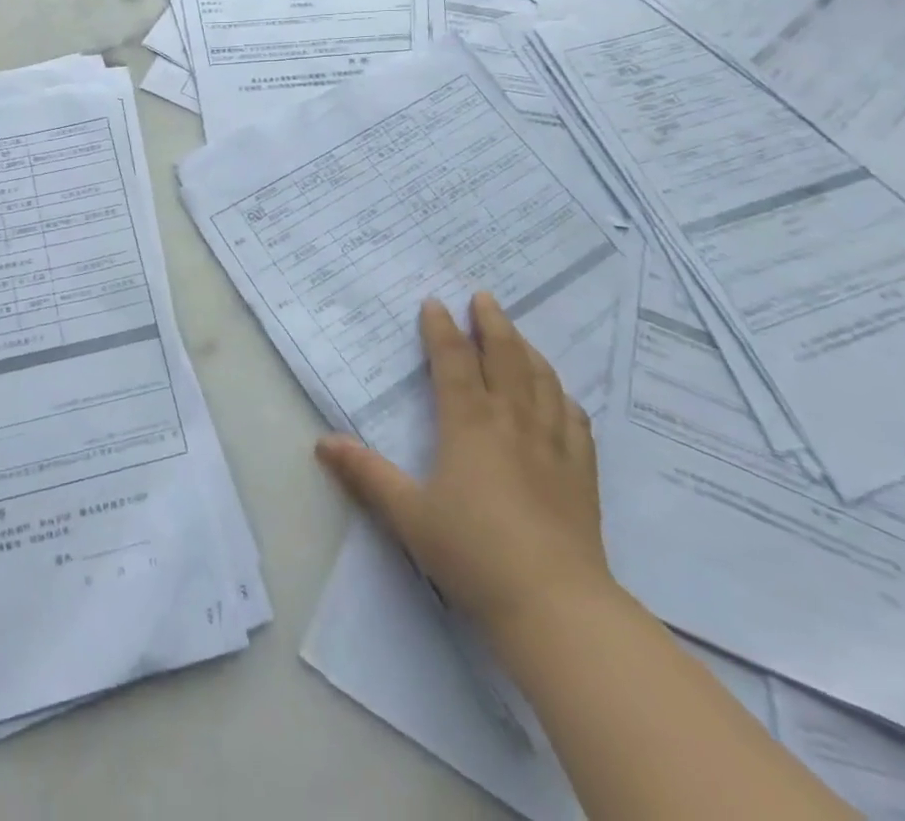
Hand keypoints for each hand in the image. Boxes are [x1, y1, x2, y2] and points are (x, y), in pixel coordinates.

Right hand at [314, 292, 613, 642]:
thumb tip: (322, 442)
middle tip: (484, 297)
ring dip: (528, 350)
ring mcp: (553, 446)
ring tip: (517, 334)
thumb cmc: (474, 554)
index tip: (435, 302)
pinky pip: (575, 421)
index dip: (442, 329)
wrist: (556, 607)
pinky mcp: (582, 475)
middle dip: (493, 324)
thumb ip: (366, 474)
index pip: (454, 362)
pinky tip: (561, 395)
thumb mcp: (408, 515)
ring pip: (542, 382)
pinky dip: (563, 397)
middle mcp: (513, 422)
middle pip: (506, 358)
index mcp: (469, 424)